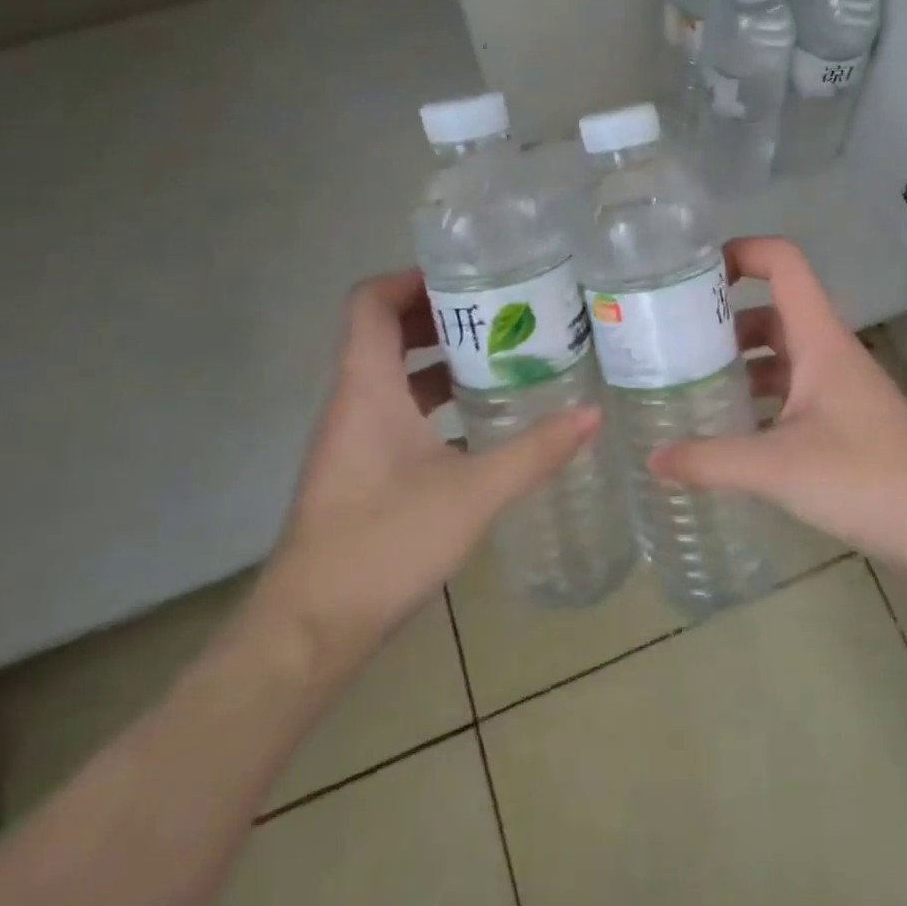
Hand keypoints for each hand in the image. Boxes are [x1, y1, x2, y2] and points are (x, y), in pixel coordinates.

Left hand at [252, 268, 599, 680]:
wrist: (312, 629)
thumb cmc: (384, 543)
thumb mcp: (473, 493)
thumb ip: (536, 452)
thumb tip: (594, 414)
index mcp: (367, 387)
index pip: (369, 302)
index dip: (411, 279)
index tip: (467, 277)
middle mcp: (353, 401)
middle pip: (385, 331)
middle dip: (440, 315)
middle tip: (501, 311)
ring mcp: (354, 436)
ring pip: (393, 374)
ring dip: (440, 358)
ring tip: (502, 355)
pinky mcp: (361, 468)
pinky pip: (397, 411)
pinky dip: (435, 401)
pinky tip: (482, 420)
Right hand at [650, 237, 906, 575]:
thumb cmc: (866, 477)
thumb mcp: (778, 468)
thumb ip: (711, 461)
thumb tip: (652, 460)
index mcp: (818, 338)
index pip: (783, 263)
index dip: (741, 252)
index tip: (692, 274)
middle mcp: (829, 352)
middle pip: (773, 311)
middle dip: (724, 319)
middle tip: (674, 340)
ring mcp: (839, 387)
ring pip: (782, 355)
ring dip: (741, 362)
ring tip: (691, 385)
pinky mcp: (845, 422)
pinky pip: (792, 392)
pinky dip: (760, 399)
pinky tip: (731, 431)